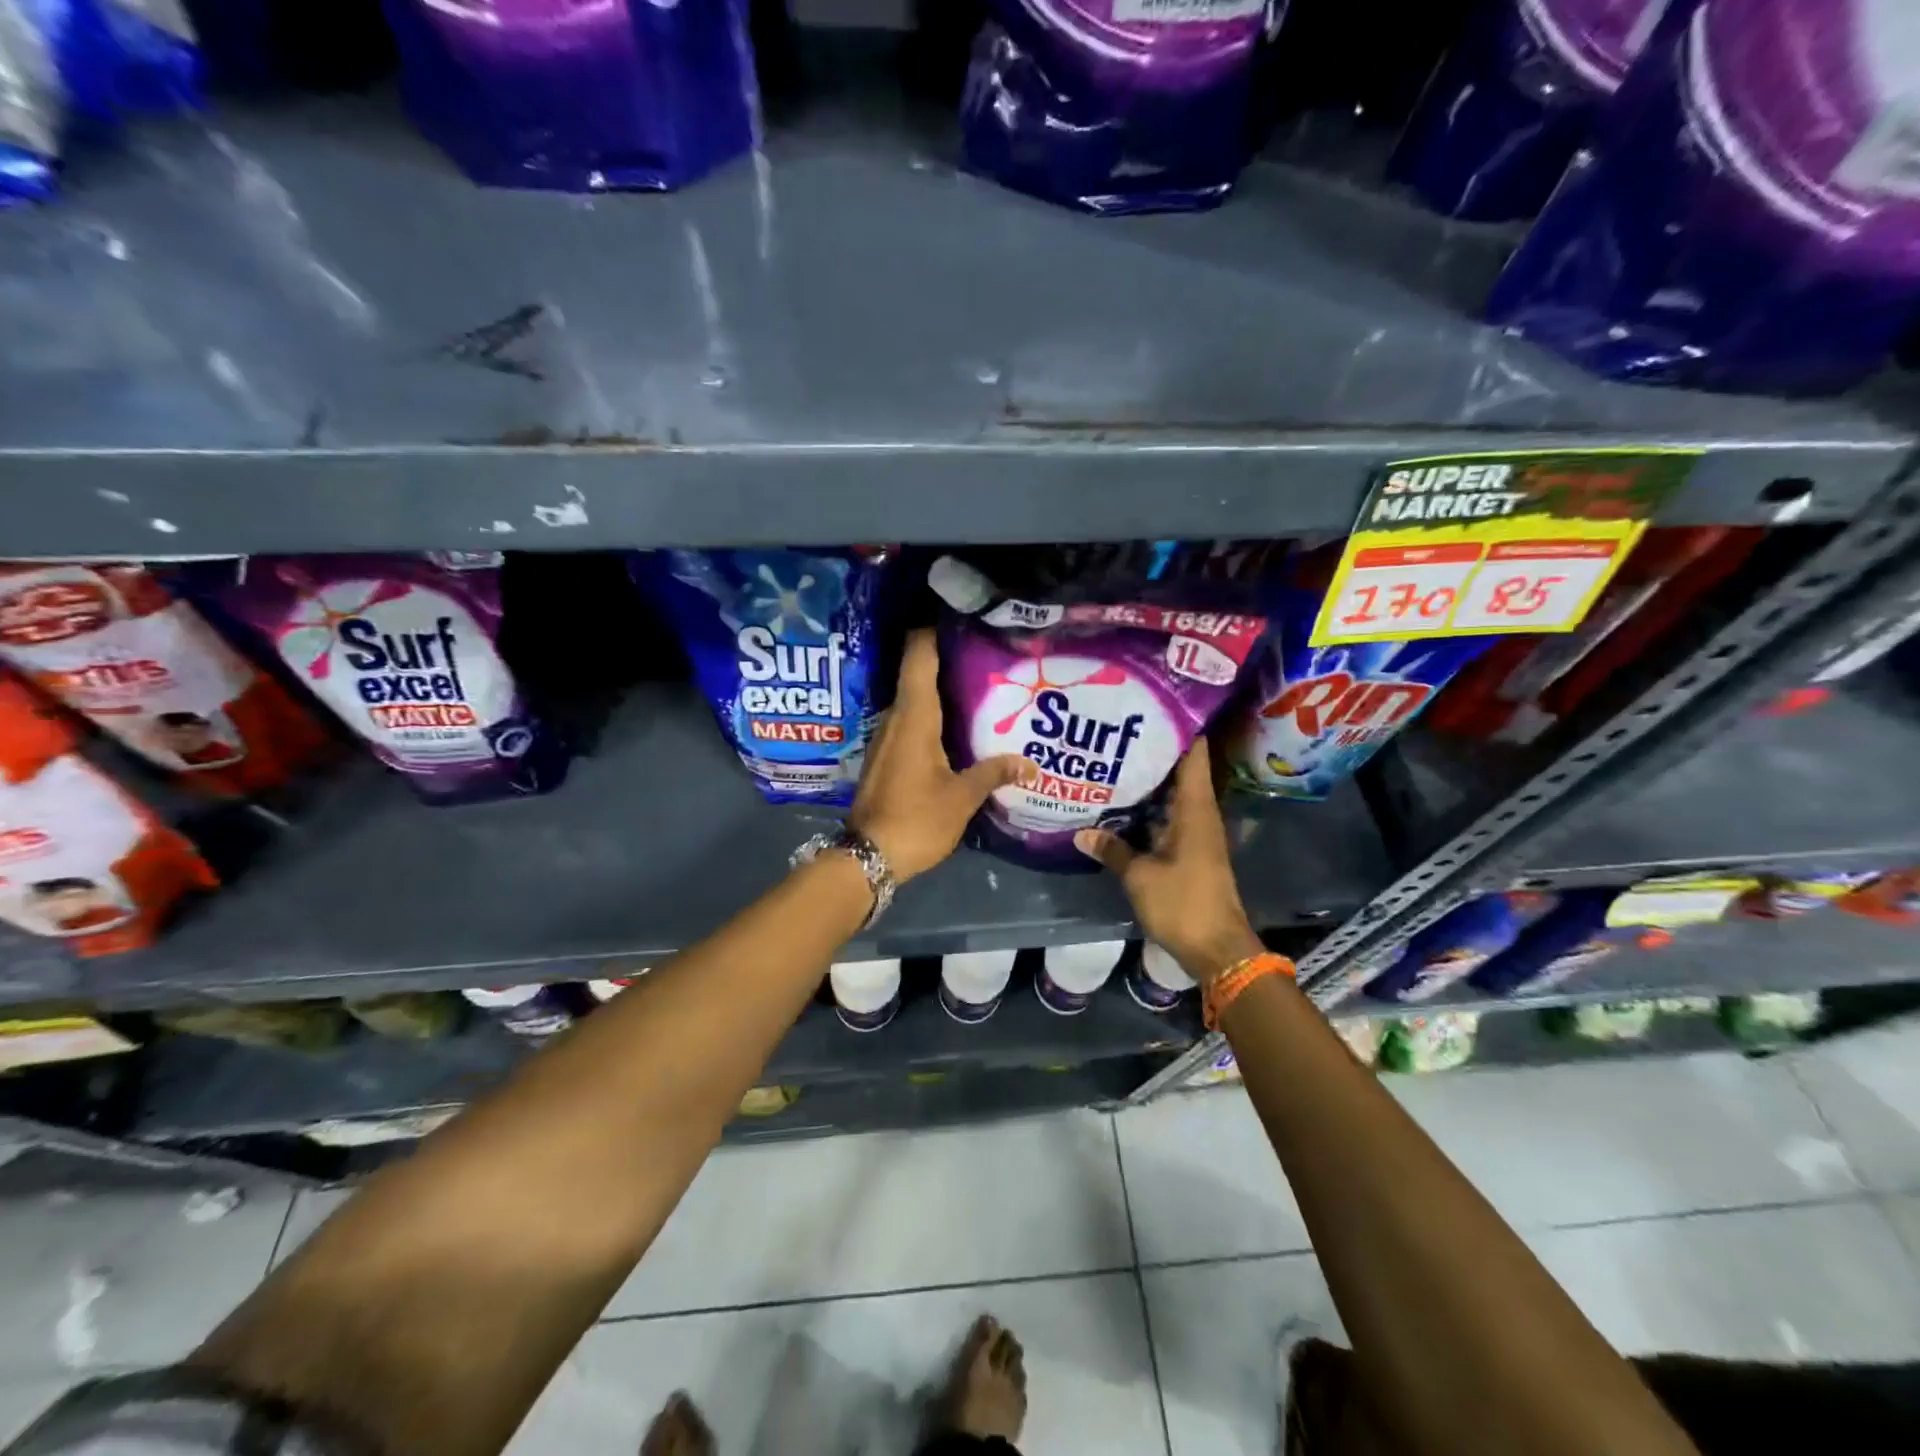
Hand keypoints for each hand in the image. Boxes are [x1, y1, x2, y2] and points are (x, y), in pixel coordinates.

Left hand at [848, 628, 1035, 882]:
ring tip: (979, 687)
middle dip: (947, 661)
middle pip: (918, 675)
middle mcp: (895, 719)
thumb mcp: (962, 797)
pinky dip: (932, 717)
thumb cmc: (917, 819)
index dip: (932, 630)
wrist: (868, 857)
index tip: (958, 616)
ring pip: (914, 702)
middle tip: (986, 654)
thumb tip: (1030, 763)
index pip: (918, 657)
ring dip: (940, 692)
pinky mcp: (884, 757)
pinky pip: (909, 724)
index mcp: (914, 717)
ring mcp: (885, 738)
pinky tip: (956, 729)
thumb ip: (994, 773)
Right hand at [1073, 738, 1261, 984]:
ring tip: (1112, 763)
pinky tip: (1120, 808)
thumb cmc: (1184, 903)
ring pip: (1171, 797)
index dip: (1178, 728)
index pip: (1194, 755)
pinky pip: (1167, 819)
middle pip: (1179, 772)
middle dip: (1152, 753)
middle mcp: (1199, 815)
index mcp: (1195, 809)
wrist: (1217, 948)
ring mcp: (1196, 834)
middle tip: (1116, 734)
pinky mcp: (1189, 852)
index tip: (1151, 708)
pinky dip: (1148, 811)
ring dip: (1148, 784)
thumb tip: (1081, 832)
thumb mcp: (1140, 876)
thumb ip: (1113, 850)